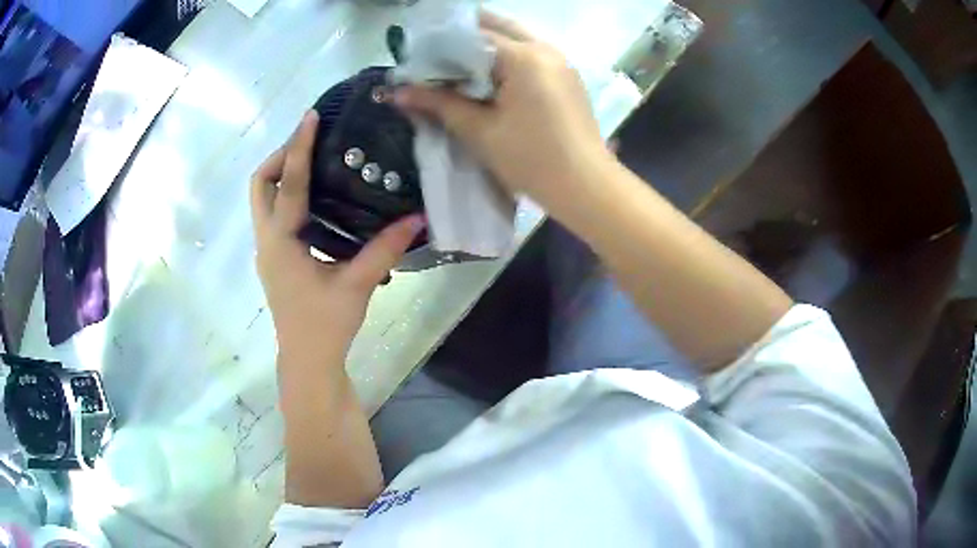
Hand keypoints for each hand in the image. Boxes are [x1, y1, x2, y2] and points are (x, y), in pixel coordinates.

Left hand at [250, 111, 425, 370]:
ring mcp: (267, 250)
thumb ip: (385, 248)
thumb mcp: (357, 284)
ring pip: (262, 199)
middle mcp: (267, 240)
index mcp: (281, 243)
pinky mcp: (275, 259)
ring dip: (282, 174)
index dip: (300, 147)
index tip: (310, 117)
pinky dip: (288, 195)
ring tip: (315, 161)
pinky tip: (317, 198)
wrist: (307, 361)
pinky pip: (273, 214)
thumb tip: (418, 218)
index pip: (289, 184)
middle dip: (281, 156)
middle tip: (311, 143)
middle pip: (260, 184)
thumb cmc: (326, 325)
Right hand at [393, 11, 614, 214]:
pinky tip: (490, 78)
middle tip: (437, 57)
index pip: (473, 35)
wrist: (585, 186)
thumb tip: (398, 92)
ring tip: (459, 67)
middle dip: (465, 38)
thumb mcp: (479, 131)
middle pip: (498, 27)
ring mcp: (561, 61)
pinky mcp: (567, 77)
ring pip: (516, 38)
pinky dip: (507, 58)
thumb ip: (439, 104)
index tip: (419, 60)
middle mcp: (545, 49)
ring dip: (487, 46)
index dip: (442, 45)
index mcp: (524, 56)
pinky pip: (531, 54)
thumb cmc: (531, 159)